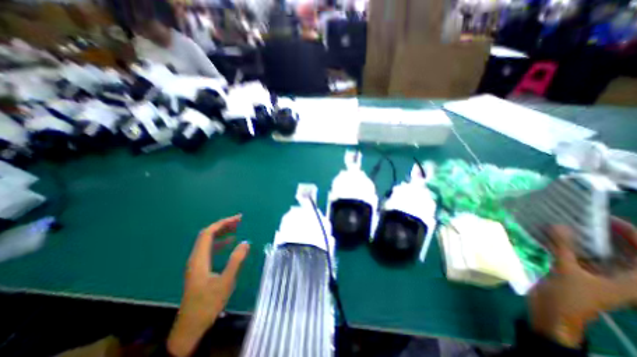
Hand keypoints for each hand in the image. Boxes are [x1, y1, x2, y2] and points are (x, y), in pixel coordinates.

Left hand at [166, 215, 250, 356]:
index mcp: (199, 259)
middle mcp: (195, 258)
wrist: (191, 326)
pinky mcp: (200, 269)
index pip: (208, 233)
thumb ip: (236, 261)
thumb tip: (246, 242)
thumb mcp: (225, 282)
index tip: (237, 219)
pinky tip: (230, 242)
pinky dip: (220, 242)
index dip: (222, 223)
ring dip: (222, 232)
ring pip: (208, 241)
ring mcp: (196, 263)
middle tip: (239, 221)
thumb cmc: (208, 303)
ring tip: (236, 227)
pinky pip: (210, 249)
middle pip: (207, 235)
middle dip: (223, 225)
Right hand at [531, 217, 636, 348]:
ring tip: (567, 223)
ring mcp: (600, 275)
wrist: (553, 313)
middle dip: (606, 234)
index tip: (605, 219)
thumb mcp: (566, 271)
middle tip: (583, 218)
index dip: (630, 235)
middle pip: (623, 251)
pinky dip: (570, 244)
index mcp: (633, 282)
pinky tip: (554, 235)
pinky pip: (580, 254)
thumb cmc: (569, 297)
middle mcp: (622, 277)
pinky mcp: (580, 272)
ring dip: (584, 238)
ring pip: (599, 252)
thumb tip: (556, 224)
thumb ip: (562, 247)